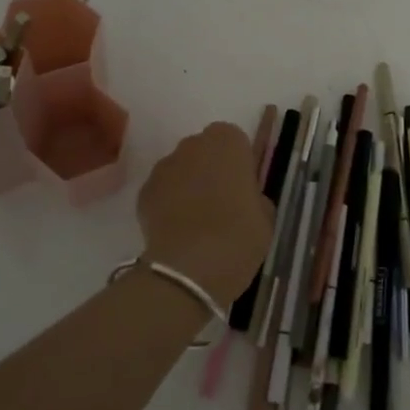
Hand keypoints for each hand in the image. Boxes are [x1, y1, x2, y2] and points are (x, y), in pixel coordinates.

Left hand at [137, 122, 272, 303]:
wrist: (190, 269)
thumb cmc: (238, 236)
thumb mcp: (265, 216)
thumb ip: (254, 196)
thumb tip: (245, 199)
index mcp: (228, 142)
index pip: (234, 140)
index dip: (238, 163)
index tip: (242, 187)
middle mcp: (193, 144)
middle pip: (204, 150)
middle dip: (211, 169)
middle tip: (221, 203)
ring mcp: (164, 166)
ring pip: (181, 169)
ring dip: (188, 185)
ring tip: (196, 220)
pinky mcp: (144, 191)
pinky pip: (162, 191)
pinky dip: (168, 204)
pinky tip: (177, 230)